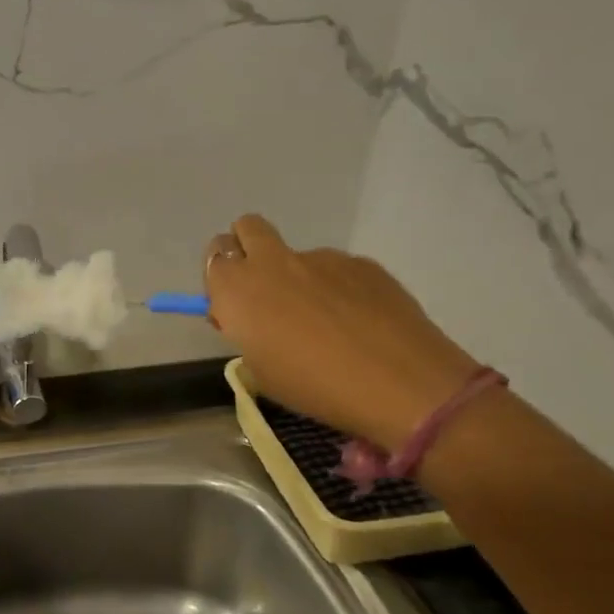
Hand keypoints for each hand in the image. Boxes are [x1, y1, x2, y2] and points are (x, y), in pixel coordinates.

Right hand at [204, 213, 481, 451]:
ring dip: (298, 276)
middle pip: (247, 227)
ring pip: (297, 255)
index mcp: (238, 288)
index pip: (214, 256)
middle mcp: (273, 262)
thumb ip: (246, 331)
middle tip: (264, 290)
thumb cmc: (312, 385)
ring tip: (326, 323)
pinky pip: (336, 269)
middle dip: (247, 248)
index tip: (232, 305)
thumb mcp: (259, 369)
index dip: (220, 277)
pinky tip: (358, 323)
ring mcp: (322, 258)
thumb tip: (252, 317)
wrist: (399, 383)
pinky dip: (337, 288)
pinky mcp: (362, 263)